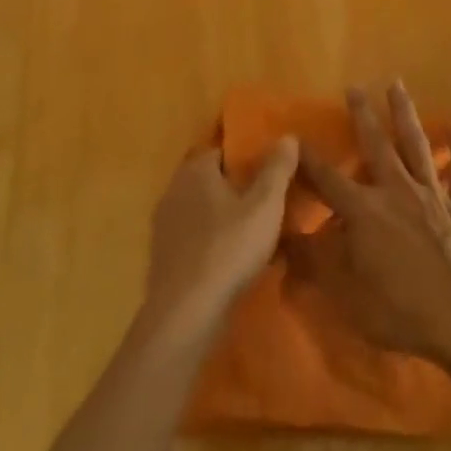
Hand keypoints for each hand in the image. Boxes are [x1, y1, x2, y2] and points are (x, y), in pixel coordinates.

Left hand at [143, 138, 298, 336]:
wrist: (185, 314)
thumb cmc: (229, 248)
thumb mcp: (265, 205)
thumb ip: (277, 168)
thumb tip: (287, 136)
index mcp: (196, 170)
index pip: (222, 150)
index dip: (247, 158)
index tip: (269, 171)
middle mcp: (174, 190)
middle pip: (212, 180)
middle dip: (237, 188)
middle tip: (267, 202)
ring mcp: (165, 225)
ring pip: (203, 210)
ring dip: (225, 217)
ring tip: (255, 232)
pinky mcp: (163, 257)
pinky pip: (195, 238)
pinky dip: (212, 242)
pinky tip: (233, 260)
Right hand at [284, 82, 450, 364]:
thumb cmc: (400, 311)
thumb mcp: (346, 295)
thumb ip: (314, 264)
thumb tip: (282, 242)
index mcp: (364, 211)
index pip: (328, 179)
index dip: (309, 160)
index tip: (294, 137)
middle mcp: (396, 191)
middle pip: (376, 145)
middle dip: (363, 115)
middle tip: (355, 87)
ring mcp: (431, 195)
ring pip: (416, 145)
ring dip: (405, 114)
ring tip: (397, 85)